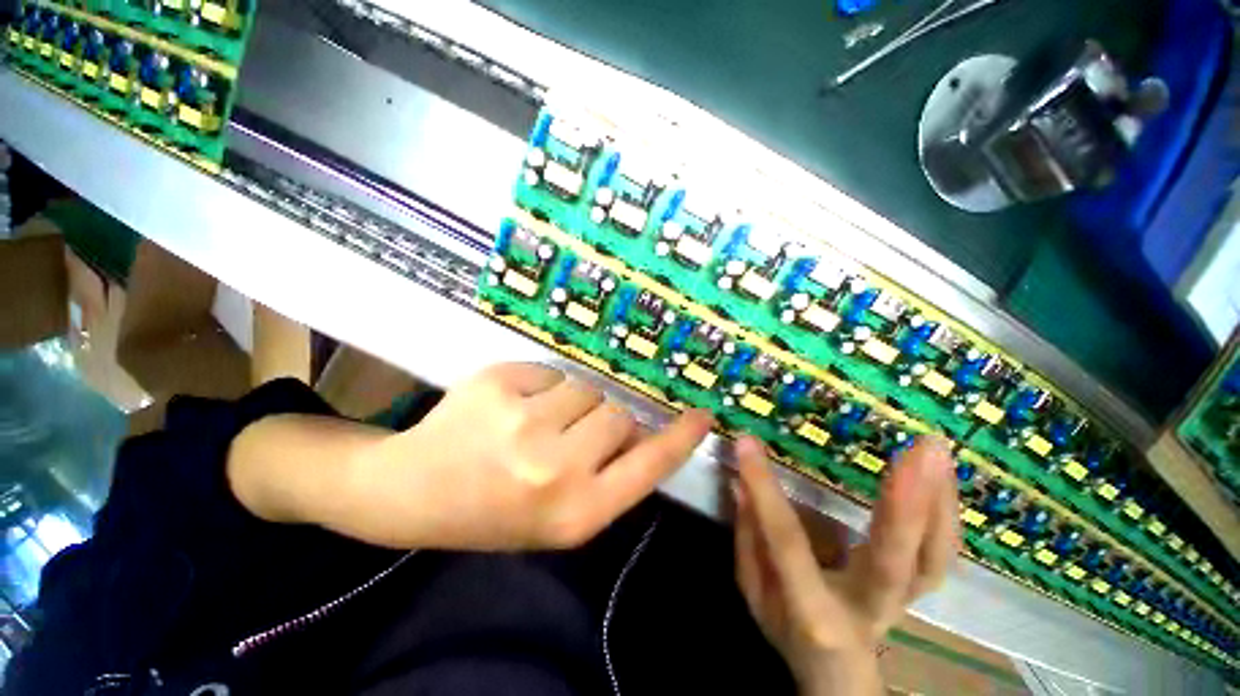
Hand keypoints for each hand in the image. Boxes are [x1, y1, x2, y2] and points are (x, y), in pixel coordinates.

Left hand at [325, 363, 712, 550]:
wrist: (411, 492)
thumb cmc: (493, 512)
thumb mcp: (560, 516)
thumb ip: (610, 476)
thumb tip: (643, 430)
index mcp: (574, 513)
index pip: (648, 467)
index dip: (679, 439)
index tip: (702, 416)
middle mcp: (554, 468)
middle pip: (617, 415)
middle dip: (602, 421)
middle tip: (568, 435)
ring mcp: (523, 422)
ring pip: (585, 388)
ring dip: (570, 402)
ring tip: (534, 423)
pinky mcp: (497, 383)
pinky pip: (548, 371)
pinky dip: (539, 386)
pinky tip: (508, 408)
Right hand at [732, 436, 958, 695]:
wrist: (836, 673)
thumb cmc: (788, 630)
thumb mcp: (755, 591)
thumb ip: (749, 538)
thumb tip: (740, 483)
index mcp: (814, 612)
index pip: (786, 542)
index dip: (765, 490)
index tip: (748, 443)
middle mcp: (868, 608)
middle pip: (894, 561)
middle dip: (906, 504)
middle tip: (918, 449)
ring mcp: (902, 600)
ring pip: (934, 559)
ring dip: (940, 502)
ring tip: (933, 449)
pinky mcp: (918, 589)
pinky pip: (941, 555)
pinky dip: (947, 513)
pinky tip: (941, 473)